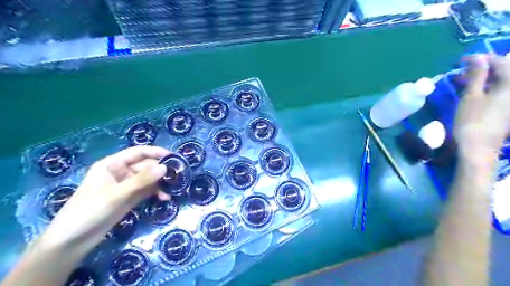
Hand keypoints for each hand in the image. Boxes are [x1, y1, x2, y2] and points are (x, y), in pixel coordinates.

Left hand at [39, 146, 169, 255]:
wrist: (72, 242)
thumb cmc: (89, 211)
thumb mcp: (116, 194)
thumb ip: (141, 180)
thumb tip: (165, 167)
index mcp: (112, 164)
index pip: (138, 152)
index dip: (156, 152)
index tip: (174, 157)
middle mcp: (121, 172)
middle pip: (146, 166)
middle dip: (161, 170)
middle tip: (178, 176)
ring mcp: (126, 186)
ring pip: (148, 178)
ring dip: (161, 182)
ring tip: (174, 188)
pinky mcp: (130, 198)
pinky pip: (147, 191)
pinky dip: (156, 193)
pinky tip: (165, 198)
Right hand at [457, 55, 509, 157]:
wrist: (479, 146)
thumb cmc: (472, 120)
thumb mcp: (471, 96)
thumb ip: (476, 75)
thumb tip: (477, 57)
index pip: (500, 63)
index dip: (482, 59)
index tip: (463, 60)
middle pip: (505, 71)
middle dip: (485, 68)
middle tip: (464, 70)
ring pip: (502, 81)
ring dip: (485, 78)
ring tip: (466, 80)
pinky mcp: (509, 108)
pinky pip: (502, 91)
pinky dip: (489, 87)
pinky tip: (476, 90)